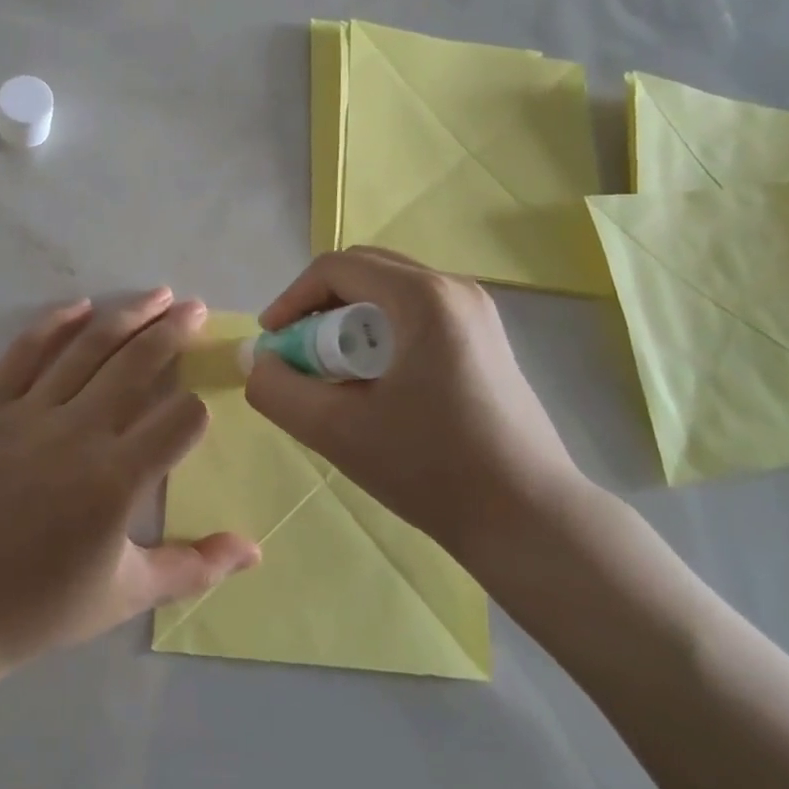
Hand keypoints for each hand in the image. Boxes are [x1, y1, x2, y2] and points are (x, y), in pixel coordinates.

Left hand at [0, 291, 259, 676]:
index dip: (198, 407)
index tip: (202, 403)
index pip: (180, 418)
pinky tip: (81, 305)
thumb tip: (255, 548)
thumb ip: (194, 567)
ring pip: (88, 347)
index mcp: (117, 480)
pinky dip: (54, 323)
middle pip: (138, 363)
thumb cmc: (41, 605)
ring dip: (128, 315)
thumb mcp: (126, 595)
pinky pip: (25, 352)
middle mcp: (79, 433)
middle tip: (196, 308)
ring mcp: (31, 413)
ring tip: (157, 295)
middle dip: (174, 331)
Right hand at [245, 248, 591, 558]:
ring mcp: (476, 311)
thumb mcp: (338, 431)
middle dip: (320, 306)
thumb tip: (257, 361)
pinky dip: (382, 331)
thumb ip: (278, 391)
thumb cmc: (433, 469)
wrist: (531, 520)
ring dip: (350, 319)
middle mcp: (454, 288)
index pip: (336, 268)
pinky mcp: (486, 337)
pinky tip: (378, 380)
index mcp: (423, 297)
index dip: (292, 298)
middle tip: (300, 355)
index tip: (273, 342)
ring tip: (335, 371)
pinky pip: (416, 311)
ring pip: (390, 290)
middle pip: (364, 271)